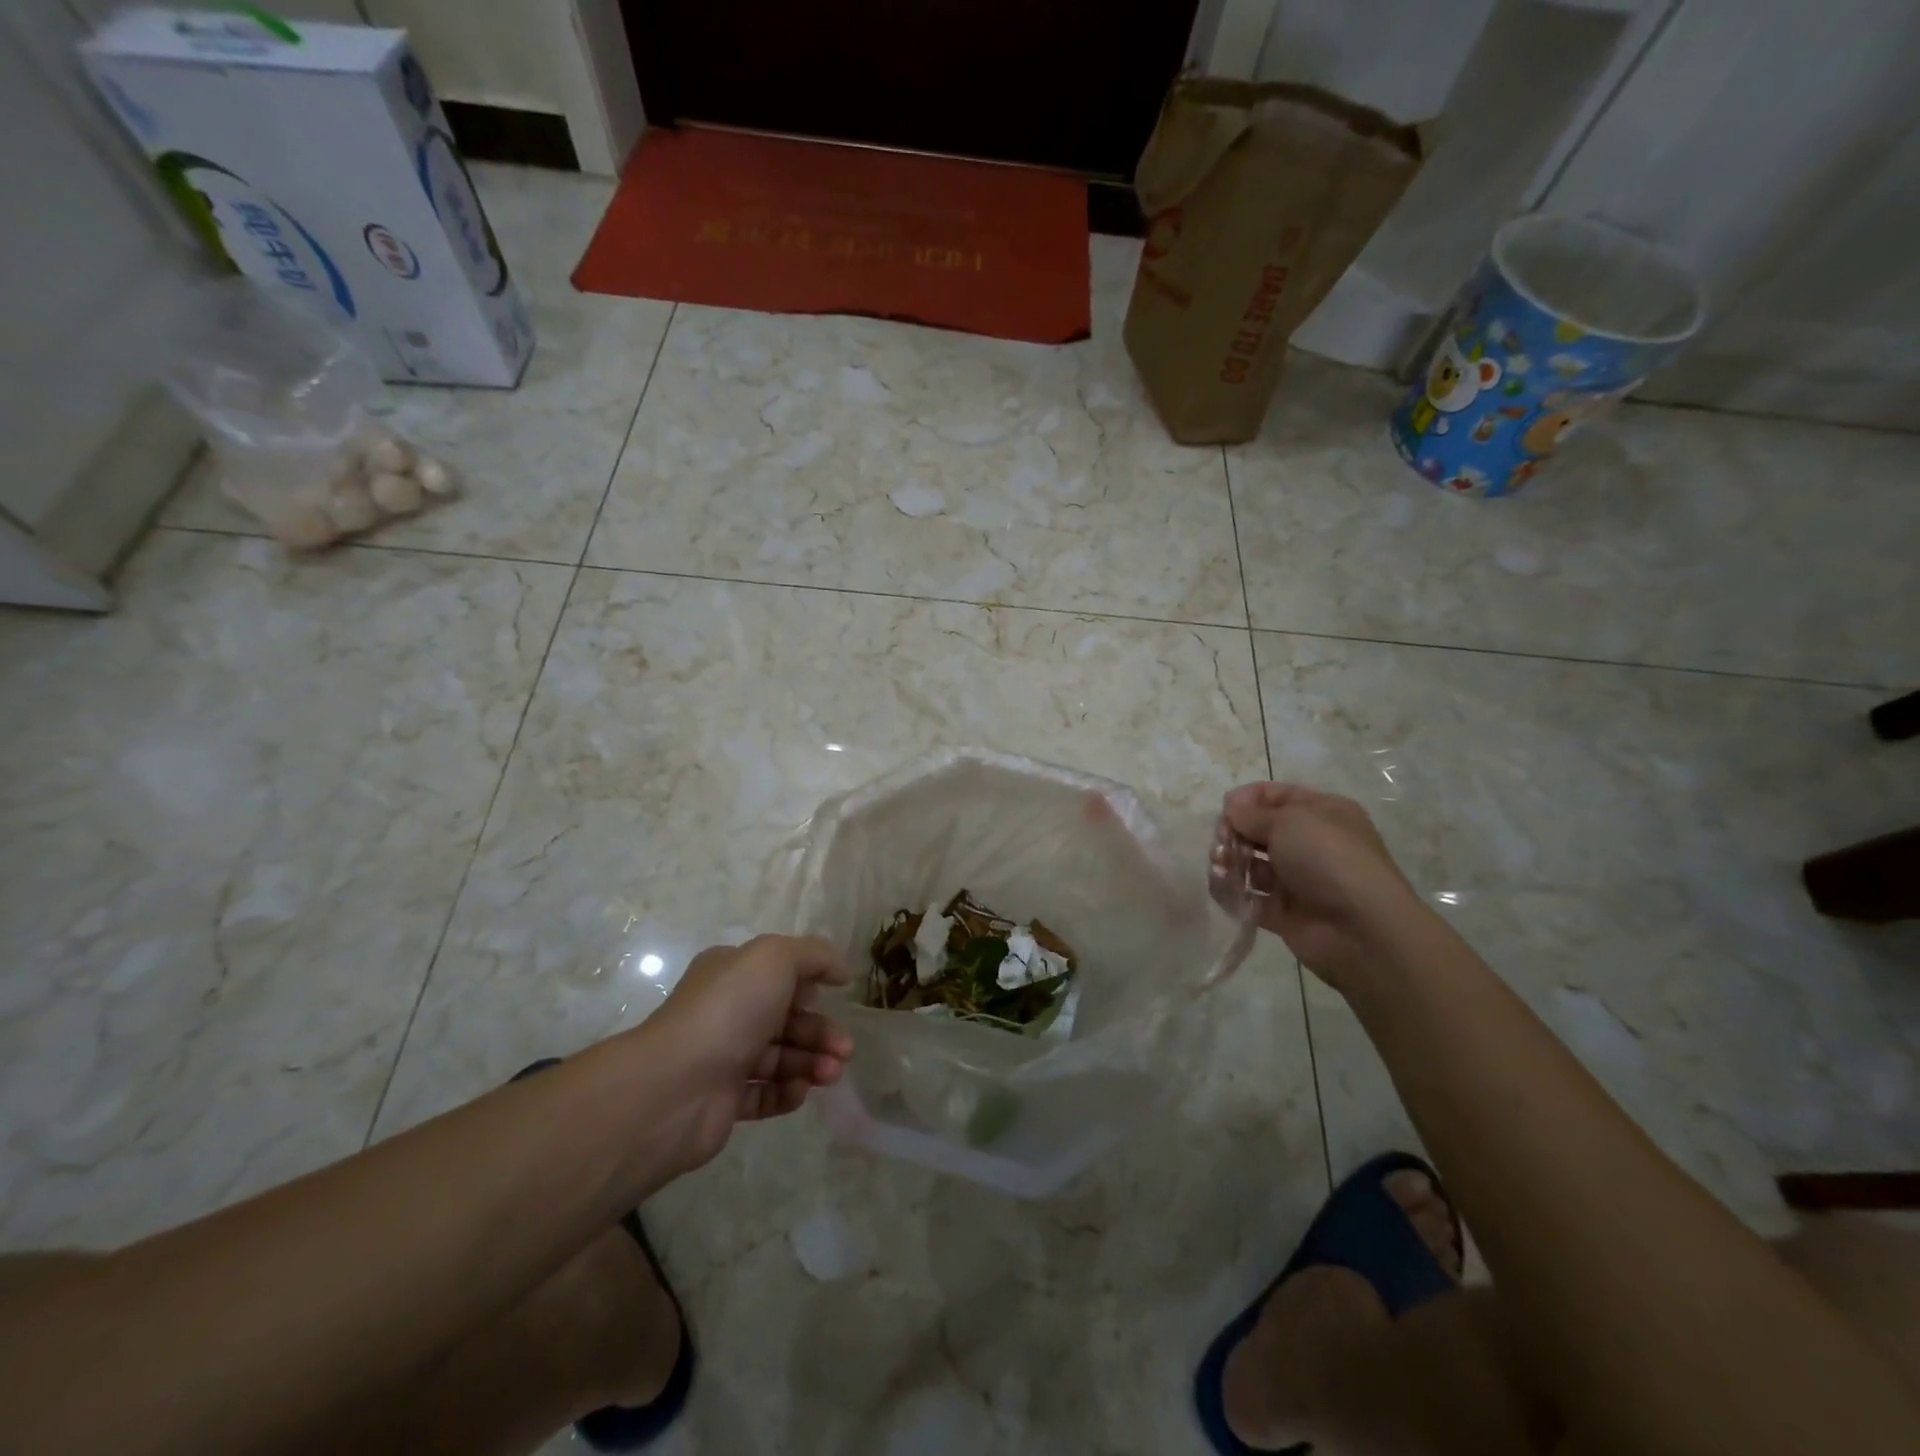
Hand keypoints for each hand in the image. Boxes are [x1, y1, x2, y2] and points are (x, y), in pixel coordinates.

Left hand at [638, 935, 852, 1172]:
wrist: (675, 1086)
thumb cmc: (729, 1009)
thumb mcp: (775, 958)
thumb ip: (815, 955)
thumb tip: (842, 970)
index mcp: (732, 972)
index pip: (781, 972)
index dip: (812, 983)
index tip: (838, 995)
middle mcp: (727, 1011)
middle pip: (787, 1018)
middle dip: (821, 1031)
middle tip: (845, 1050)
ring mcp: (723, 1057)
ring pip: (780, 1057)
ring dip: (812, 1062)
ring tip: (831, 1074)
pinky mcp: (723, 1101)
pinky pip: (765, 1094)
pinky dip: (787, 1092)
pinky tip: (801, 1091)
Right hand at [1220, 782, 1429, 992]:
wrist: (1360, 928)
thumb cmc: (1327, 859)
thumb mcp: (1289, 821)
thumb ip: (1252, 814)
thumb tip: (1232, 810)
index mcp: (1321, 813)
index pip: (1275, 796)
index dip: (1246, 800)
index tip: (1224, 812)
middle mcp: (1310, 843)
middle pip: (1259, 831)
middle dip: (1233, 834)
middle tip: (1220, 844)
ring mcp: (1297, 880)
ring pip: (1252, 864)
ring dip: (1230, 862)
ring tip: (1220, 868)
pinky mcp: (1284, 912)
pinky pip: (1250, 897)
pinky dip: (1233, 893)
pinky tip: (1224, 889)